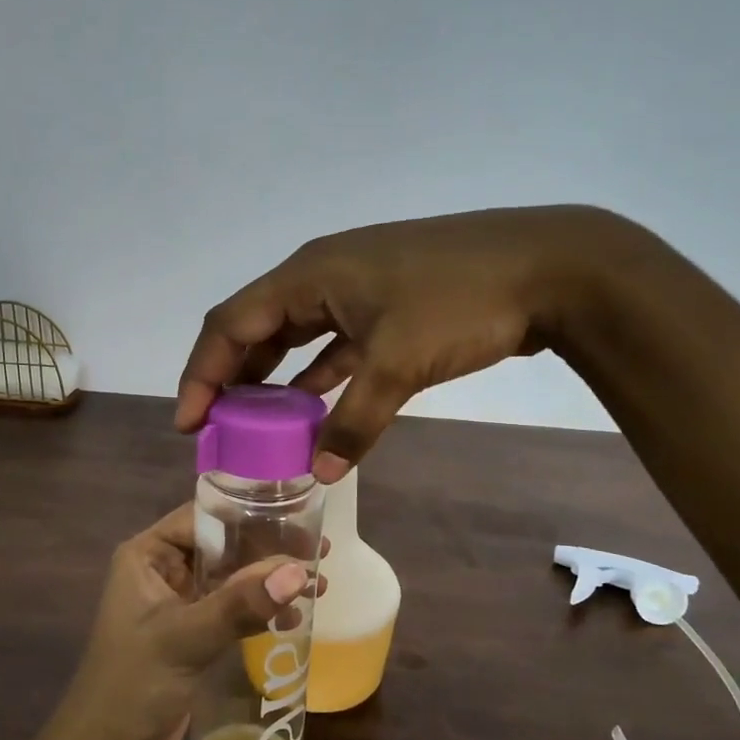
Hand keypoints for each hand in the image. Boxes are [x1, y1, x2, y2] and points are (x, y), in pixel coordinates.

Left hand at [66, 505, 320, 739]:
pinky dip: (261, 609)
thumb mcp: (188, 637)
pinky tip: (295, 616)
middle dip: (269, 551)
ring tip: (321, 584)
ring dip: (271, 582)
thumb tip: (300, 571)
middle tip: (320, 553)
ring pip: (232, 577)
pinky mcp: (193, 631)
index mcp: (148, 554)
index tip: (298, 519)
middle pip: (223, 545)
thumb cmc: (135, 683)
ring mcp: (178, 600)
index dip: (250, 515)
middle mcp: (163, 569)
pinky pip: (232, 607)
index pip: (204, 517)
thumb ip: (242, 603)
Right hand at [176, 206, 628, 478]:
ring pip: (294, 336)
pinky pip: (333, 344)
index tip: (190, 423)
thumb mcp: (400, 365)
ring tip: (254, 425)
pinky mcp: (385, 307)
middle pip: (256, 327)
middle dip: (231, 377)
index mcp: (310, 275)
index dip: (202, 372)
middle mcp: (322, 276)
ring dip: (272, 378)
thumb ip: (355, 422)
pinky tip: (310, 408)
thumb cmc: (461, 302)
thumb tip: (322, 474)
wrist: (550, 265)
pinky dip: (317, 376)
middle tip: (215, 428)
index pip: (231, 322)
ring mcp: (355, 290)